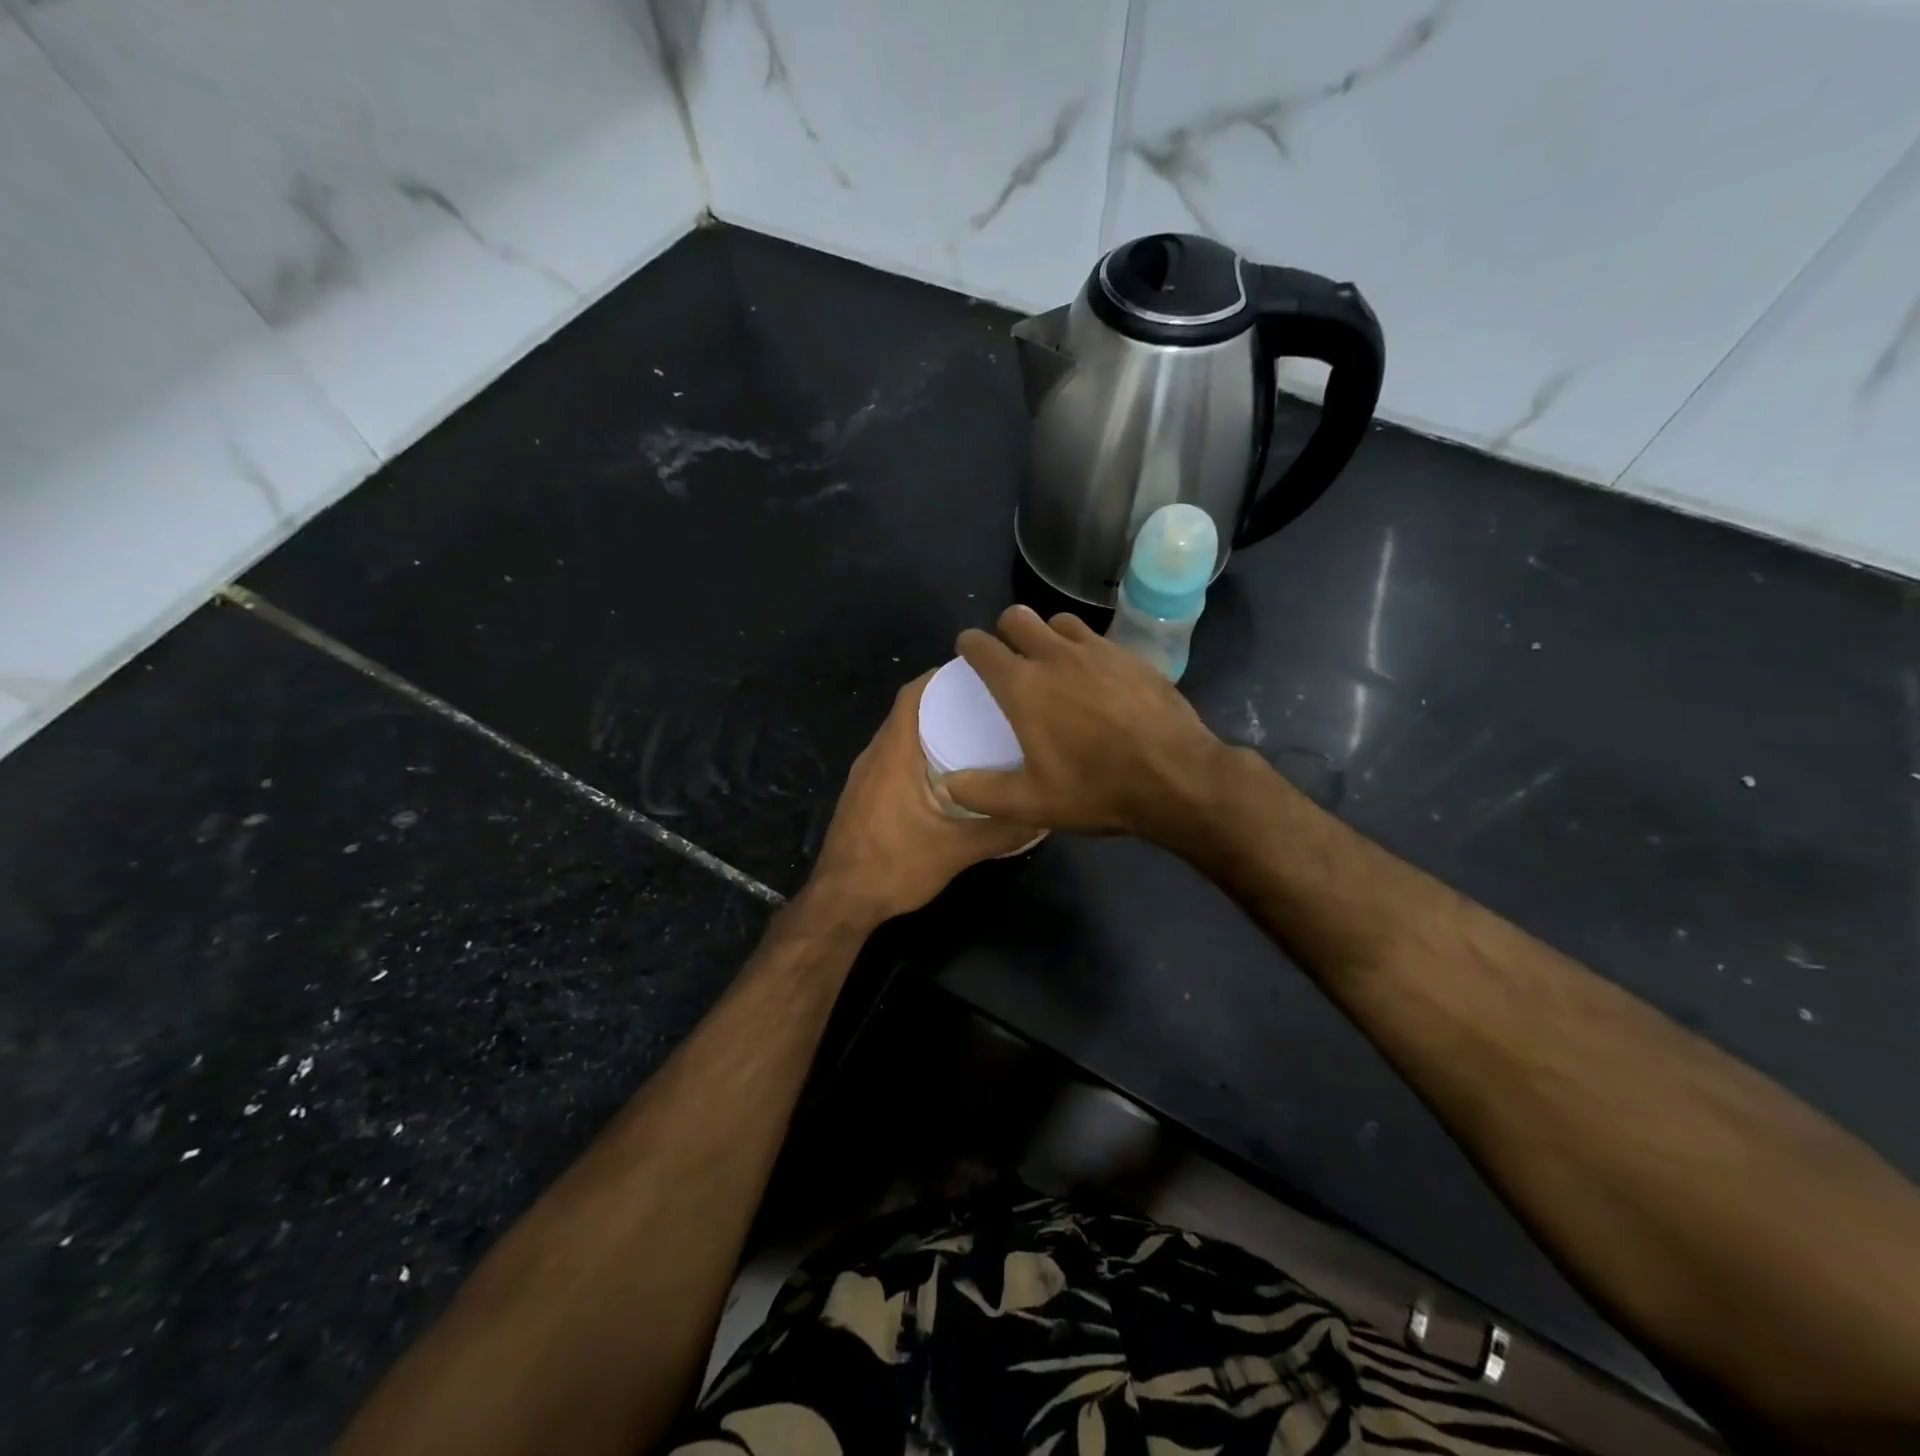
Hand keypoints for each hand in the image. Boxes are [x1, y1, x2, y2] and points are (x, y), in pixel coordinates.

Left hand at [806, 670, 1040, 926]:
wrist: (841, 902)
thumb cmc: (894, 867)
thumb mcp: (956, 850)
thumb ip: (1001, 831)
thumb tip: (1043, 814)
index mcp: (893, 755)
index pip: (912, 695)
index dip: (940, 678)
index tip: (977, 675)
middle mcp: (874, 756)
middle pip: (907, 712)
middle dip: (944, 702)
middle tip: (986, 704)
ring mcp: (864, 777)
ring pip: (898, 736)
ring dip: (930, 728)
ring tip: (973, 733)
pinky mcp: (862, 795)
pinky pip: (892, 758)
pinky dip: (917, 752)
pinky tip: (945, 772)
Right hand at [944, 606, 1226, 839]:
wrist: (1177, 778)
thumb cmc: (1098, 790)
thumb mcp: (1032, 804)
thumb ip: (982, 792)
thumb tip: (949, 783)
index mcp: (1024, 686)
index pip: (982, 646)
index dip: (969, 646)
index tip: (969, 655)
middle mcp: (1056, 656)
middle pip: (1017, 617)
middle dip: (1005, 631)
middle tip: (1010, 658)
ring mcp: (1098, 650)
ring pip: (1059, 620)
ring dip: (1046, 634)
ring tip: (1053, 662)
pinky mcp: (1131, 655)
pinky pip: (1096, 637)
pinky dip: (1084, 648)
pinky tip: (1095, 677)